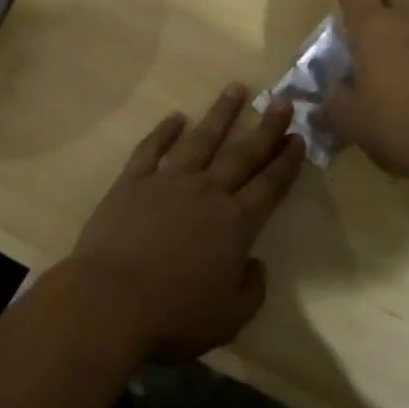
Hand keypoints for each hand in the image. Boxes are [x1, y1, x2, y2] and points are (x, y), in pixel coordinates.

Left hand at [63, 84, 304, 364]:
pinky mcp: (134, 179)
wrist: (110, 300)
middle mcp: (207, 191)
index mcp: (234, 224)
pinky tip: (176, 117)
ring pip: (201, 139)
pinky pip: (153, 147)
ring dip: (221, 113)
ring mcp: (169, 180)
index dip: (286, 162)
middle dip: (266, 127)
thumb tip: (256, 263)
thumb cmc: (173, 315)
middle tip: (283, 100)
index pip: (269, 186)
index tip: (298, 137)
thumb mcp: (228, 318)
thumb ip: (251, 289)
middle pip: (243, 153)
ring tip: (236, 88)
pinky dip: (165, 130)